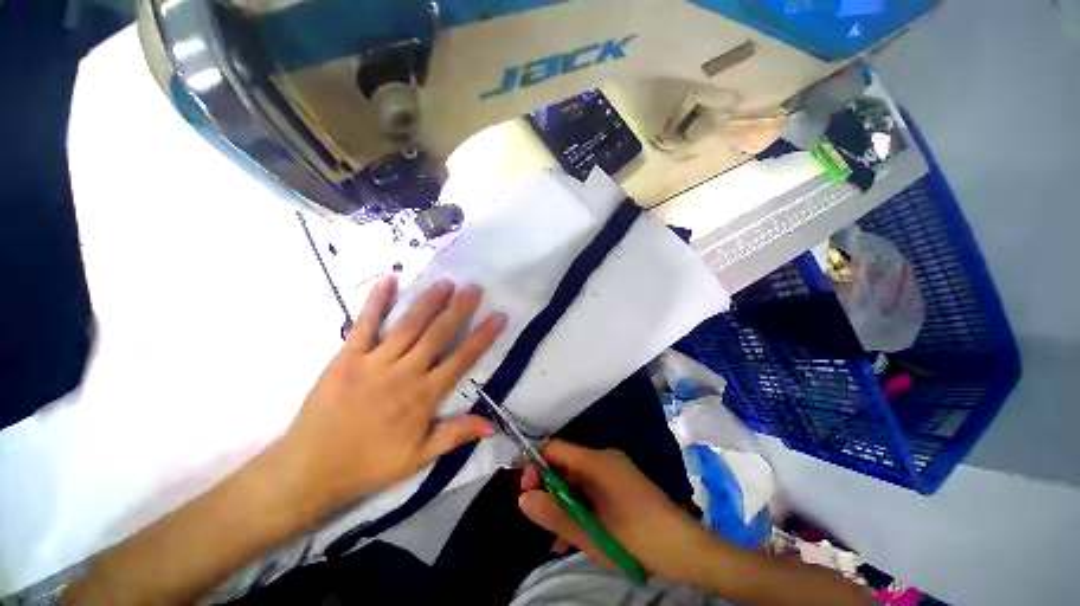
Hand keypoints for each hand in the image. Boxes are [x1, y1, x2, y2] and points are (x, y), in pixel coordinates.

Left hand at [275, 275, 505, 517]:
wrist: (309, 469)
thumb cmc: (369, 464)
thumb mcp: (419, 457)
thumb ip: (456, 435)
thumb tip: (493, 425)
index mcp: (424, 396)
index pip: (462, 359)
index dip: (483, 337)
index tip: (498, 316)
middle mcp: (404, 373)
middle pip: (438, 334)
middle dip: (459, 309)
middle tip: (474, 288)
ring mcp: (374, 361)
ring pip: (408, 325)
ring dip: (429, 302)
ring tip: (446, 283)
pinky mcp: (347, 356)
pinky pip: (365, 324)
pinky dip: (377, 300)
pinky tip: (389, 279)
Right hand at [518, 440, 722, 589]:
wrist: (685, 550)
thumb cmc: (637, 537)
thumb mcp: (592, 533)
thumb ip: (555, 515)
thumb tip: (522, 499)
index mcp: (597, 461)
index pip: (556, 448)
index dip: (536, 464)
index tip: (525, 488)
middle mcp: (604, 459)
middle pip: (565, 464)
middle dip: (548, 488)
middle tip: (538, 515)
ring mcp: (614, 472)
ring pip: (577, 481)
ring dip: (562, 502)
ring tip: (551, 534)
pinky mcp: (620, 485)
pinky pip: (591, 490)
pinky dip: (579, 507)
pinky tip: (571, 537)